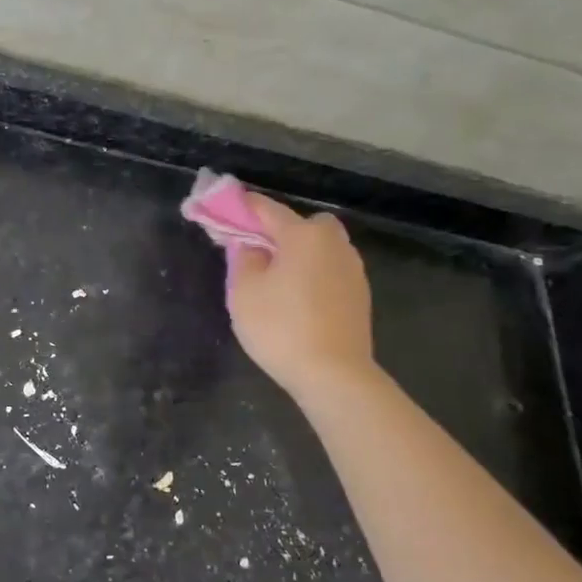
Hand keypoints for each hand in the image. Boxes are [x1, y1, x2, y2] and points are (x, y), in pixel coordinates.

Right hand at [226, 196, 375, 397]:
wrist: (334, 375)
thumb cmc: (281, 327)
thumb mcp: (244, 291)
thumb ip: (243, 257)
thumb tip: (249, 244)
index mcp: (303, 235)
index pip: (267, 209)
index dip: (242, 206)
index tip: (222, 206)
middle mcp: (333, 244)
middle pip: (303, 224)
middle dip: (280, 230)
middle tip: (257, 251)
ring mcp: (352, 269)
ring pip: (320, 247)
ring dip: (299, 253)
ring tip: (275, 278)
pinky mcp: (359, 294)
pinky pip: (329, 269)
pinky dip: (312, 273)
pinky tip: (297, 298)